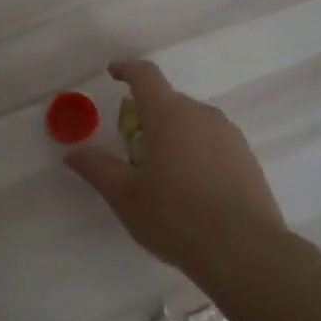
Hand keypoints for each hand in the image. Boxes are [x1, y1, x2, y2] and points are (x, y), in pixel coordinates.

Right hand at [65, 59, 284, 279]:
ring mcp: (229, 135)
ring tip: (162, 174)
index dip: (127, 69)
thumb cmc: (175, 217)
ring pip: (192, 122)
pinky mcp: (247, 158)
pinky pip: (212, 142)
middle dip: (146, 115)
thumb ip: (97, 168)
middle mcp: (201, 115)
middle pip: (168, 102)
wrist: (244, 251)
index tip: (113, 72)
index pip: (145, 76)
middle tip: (131, 149)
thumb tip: (73, 153)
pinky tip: (191, 188)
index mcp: (168, 115)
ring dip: (172, 134)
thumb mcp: (125, 196)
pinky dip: (195, 152)